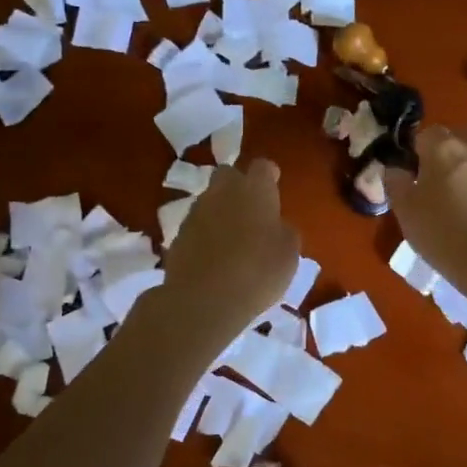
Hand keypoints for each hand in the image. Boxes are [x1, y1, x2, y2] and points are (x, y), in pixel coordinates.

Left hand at [161, 158, 298, 334]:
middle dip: (239, 186)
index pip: (263, 167)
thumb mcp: (289, 254)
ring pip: (210, 200)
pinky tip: (213, 258)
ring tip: (232, 239)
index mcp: (255, 190)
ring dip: (220, 211)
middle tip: (251, 211)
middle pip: (229, 175)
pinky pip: (196, 226)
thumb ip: (284, 232)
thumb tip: (277, 227)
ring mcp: (196, 212)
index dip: (269, 176)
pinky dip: (205, 234)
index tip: (274, 189)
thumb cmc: (258, 272)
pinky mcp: (178, 235)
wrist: (203, 300)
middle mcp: (222, 192)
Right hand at [383, 126, 466, 283]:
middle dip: (448, 148)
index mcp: (444, 148)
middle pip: (460, 135)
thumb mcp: (405, 210)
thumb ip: (396, 182)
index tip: (412, 173)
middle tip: (436, 177)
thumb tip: (395, 169)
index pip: (426, 133)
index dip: (417, 151)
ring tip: (459, 196)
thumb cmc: (440, 231)